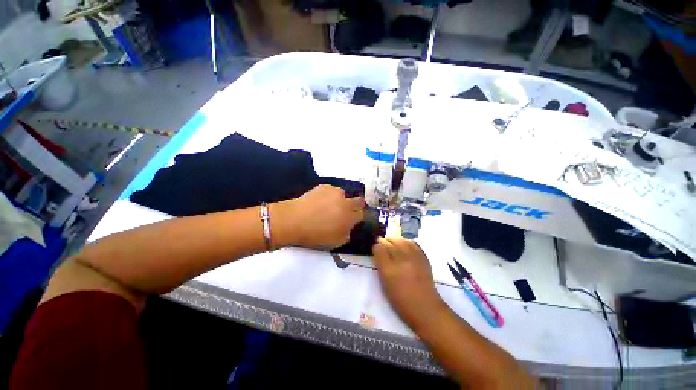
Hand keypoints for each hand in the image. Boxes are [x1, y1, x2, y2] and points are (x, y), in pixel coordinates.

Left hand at [274, 185, 364, 249]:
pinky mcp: (324, 186)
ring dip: (341, 200)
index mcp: (349, 217)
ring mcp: (335, 192)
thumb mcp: (336, 242)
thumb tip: (349, 226)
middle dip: (357, 205)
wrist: (293, 220)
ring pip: (344, 195)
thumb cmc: (315, 235)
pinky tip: (320, 201)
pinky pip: (332, 191)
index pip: (363, 214)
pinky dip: (330, 195)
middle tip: (347, 211)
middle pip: (359, 200)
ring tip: (330, 206)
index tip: (355, 219)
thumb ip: (348, 233)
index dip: (360, 217)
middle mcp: (345, 202)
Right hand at [372, 237, 445, 329]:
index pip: (379, 249)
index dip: (376, 247)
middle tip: (382, 243)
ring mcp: (414, 258)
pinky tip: (404, 244)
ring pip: (401, 240)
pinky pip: (413, 244)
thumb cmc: (400, 300)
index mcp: (388, 270)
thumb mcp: (385, 283)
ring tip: (392, 241)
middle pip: (390, 243)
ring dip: (395, 239)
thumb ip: (381, 266)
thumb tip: (379, 252)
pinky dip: (406, 242)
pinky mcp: (423, 258)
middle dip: (384, 241)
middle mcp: (401, 261)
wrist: (425, 307)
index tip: (376, 249)